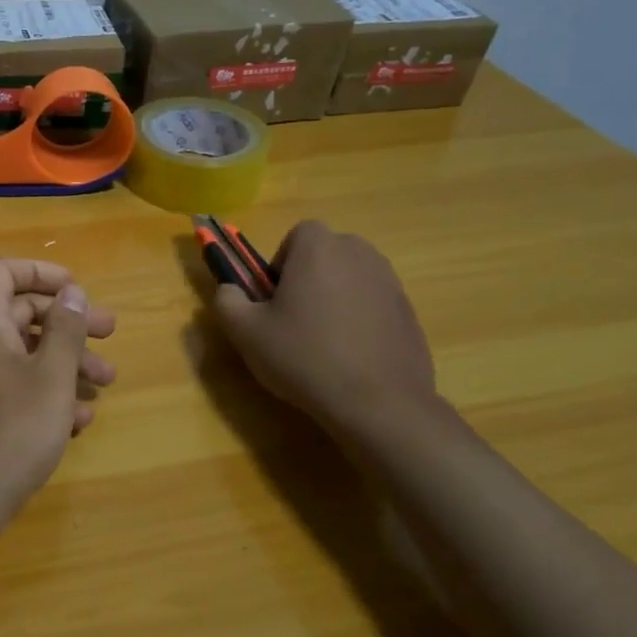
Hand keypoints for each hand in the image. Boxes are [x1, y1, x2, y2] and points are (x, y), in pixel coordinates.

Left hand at [0, 259, 116, 537]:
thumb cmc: (10, 432)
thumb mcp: (50, 378)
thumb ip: (65, 330)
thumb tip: (71, 292)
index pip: (2, 273)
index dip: (40, 272)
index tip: (78, 289)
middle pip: (21, 315)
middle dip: (68, 323)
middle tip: (109, 334)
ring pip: (24, 356)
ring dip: (65, 362)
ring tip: (106, 383)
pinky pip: (14, 389)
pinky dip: (47, 394)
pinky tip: (78, 420)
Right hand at [211, 221, 436, 433]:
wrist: (377, 401)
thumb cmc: (303, 356)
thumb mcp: (245, 332)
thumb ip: (227, 300)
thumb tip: (229, 290)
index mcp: (319, 248)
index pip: (298, 234)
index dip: (282, 263)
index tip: (274, 297)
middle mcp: (360, 254)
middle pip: (327, 254)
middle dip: (309, 277)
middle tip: (294, 318)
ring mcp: (390, 282)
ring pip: (352, 278)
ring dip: (335, 297)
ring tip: (323, 341)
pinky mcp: (409, 312)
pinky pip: (374, 305)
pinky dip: (360, 320)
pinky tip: (350, 357)